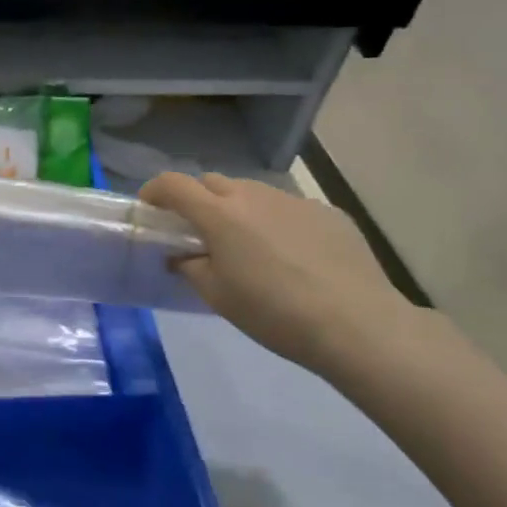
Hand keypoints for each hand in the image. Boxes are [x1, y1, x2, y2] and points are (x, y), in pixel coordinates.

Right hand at [139, 172, 420, 375]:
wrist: (357, 324)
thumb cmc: (273, 313)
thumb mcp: (218, 296)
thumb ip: (191, 267)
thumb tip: (183, 255)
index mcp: (219, 215)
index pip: (173, 184)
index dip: (155, 190)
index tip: (150, 207)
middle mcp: (253, 196)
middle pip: (213, 182)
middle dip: (198, 199)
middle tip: (200, 232)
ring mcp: (294, 201)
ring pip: (252, 192)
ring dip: (239, 209)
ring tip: (249, 245)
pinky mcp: (328, 213)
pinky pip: (289, 209)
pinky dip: (277, 222)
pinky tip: (293, 256)